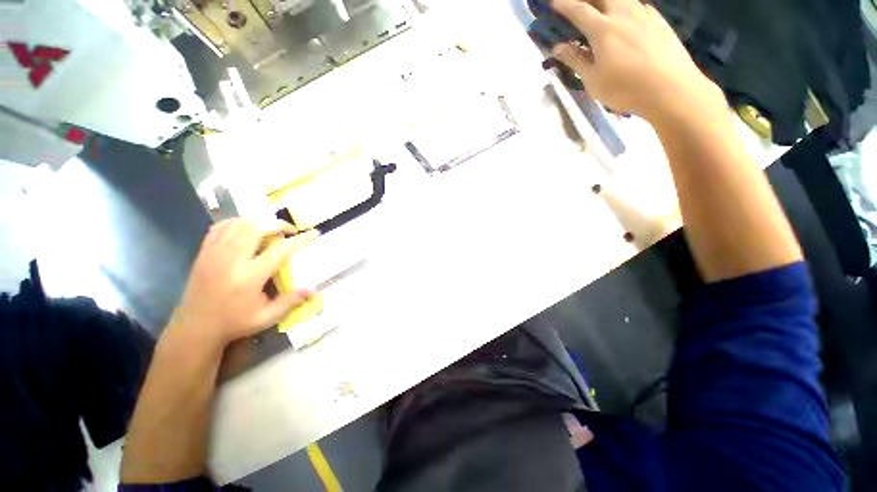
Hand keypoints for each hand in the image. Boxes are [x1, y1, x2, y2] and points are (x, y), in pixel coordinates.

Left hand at [168, 218, 318, 346]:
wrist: (194, 327)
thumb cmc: (234, 323)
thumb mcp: (266, 317)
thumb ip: (290, 302)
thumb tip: (313, 290)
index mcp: (249, 277)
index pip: (280, 250)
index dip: (300, 240)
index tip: (314, 233)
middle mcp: (231, 260)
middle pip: (256, 227)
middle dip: (278, 223)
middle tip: (290, 230)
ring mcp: (214, 253)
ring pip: (238, 223)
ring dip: (259, 221)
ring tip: (271, 228)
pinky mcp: (204, 252)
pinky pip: (221, 227)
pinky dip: (238, 222)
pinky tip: (247, 229)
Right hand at [551, 0, 724, 120]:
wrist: (671, 89)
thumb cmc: (625, 89)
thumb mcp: (593, 80)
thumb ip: (576, 61)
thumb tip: (558, 48)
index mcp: (604, 29)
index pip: (579, 10)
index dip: (565, 4)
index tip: (554, 2)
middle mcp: (624, 14)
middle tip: (580, 3)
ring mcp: (644, 15)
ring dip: (608, 1)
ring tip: (602, 10)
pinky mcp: (659, 21)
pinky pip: (638, 6)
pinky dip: (626, 8)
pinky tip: (626, 19)